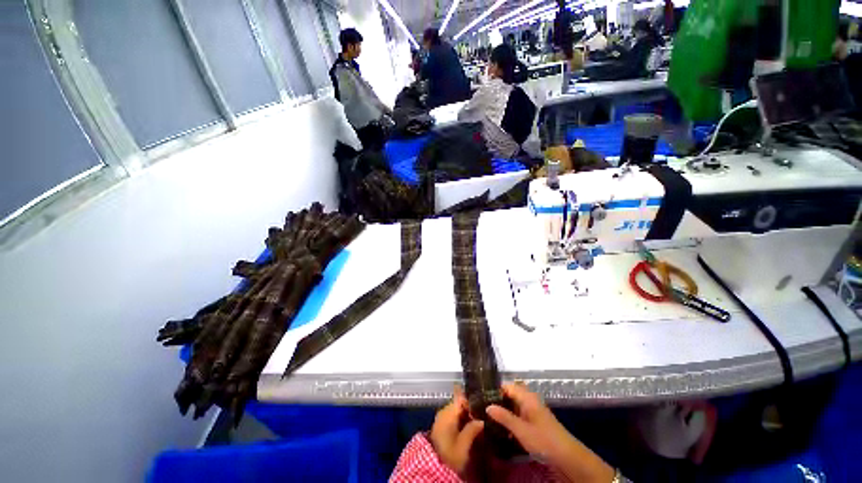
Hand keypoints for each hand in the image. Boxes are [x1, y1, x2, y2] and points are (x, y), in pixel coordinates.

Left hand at [429, 387, 484, 476]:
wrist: (433, 466)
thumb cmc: (449, 454)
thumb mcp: (463, 445)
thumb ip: (472, 429)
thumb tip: (482, 420)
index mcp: (448, 412)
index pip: (461, 398)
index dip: (471, 401)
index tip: (481, 409)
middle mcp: (443, 411)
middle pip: (459, 404)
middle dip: (470, 410)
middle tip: (481, 419)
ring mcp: (441, 418)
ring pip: (456, 410)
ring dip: (465, 416)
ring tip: (476, 425)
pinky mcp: (440, 425)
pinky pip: (452, 417)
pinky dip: (460, 420)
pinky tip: (467, 429)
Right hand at [486, 383, 614, 482]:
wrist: (566, 456)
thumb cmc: (543, 440)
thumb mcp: (521, 429)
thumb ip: (504, 417)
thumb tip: (487, 406)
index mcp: (526, 397)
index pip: (507, 386)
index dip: (495, 390)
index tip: (482, 397)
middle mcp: (529, 399)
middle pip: (509, 394)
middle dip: (497, 400)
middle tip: (483, 408)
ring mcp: (532, 410)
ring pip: (513, 404)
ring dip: (503, 409)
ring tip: (489, 417)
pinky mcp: (534, 420)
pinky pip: (518, 413)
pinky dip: (510, 417)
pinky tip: (502, 427)